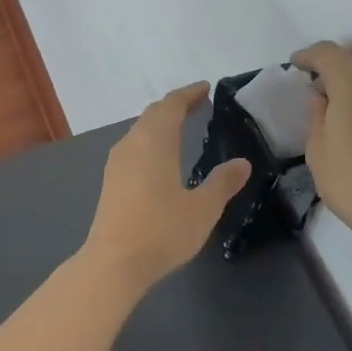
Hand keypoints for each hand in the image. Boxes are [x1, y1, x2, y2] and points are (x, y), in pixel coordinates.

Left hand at [83, 84, 250, 290]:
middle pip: (152, 114)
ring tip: (180, 128)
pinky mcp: (110, 181)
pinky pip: (132, 147)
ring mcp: (116, 162)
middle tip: (197, 104)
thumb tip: (242, 163)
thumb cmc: (162, 230)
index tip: (206, 88)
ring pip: (139, 130)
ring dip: (159, 123)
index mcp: (155, 142)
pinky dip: (149, 141)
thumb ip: (222, 182)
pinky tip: (159, 158)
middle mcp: (132, 144)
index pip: (171, 105)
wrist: (114, 262)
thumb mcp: (203, 208)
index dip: (189, 94)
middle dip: (175, 106)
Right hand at [293, 42, 351, 240]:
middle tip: (313, 89)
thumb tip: (320, 95)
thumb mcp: (317, 147)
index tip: (295, 66)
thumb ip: (315, 113)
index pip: (325, 52)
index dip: (307, 57)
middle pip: (351, 58)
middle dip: (331, 68)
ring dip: (351, 81)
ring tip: (334, 104)